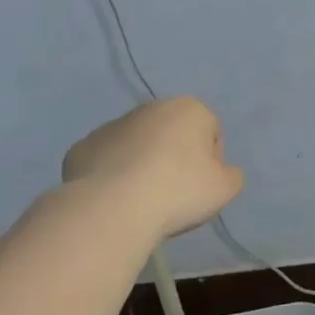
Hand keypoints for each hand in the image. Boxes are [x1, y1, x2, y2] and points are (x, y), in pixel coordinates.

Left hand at [62, 97, 244, 239]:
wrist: (113, 207)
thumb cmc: (178, 191)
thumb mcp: (224, 189)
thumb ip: (232, 175)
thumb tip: (222, 171)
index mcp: (189, 109)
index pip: (211, 132)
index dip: (210, 162)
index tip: (200, 188)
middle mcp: (150, 108)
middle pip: (172, 134)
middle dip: (174, 158)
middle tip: (173, 195)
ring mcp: (112, 125)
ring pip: (137, 145)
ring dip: (142, 165)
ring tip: (141, 201)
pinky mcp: (83, 146)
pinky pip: (106, 160)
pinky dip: (111, 175)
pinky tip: (114, 200)